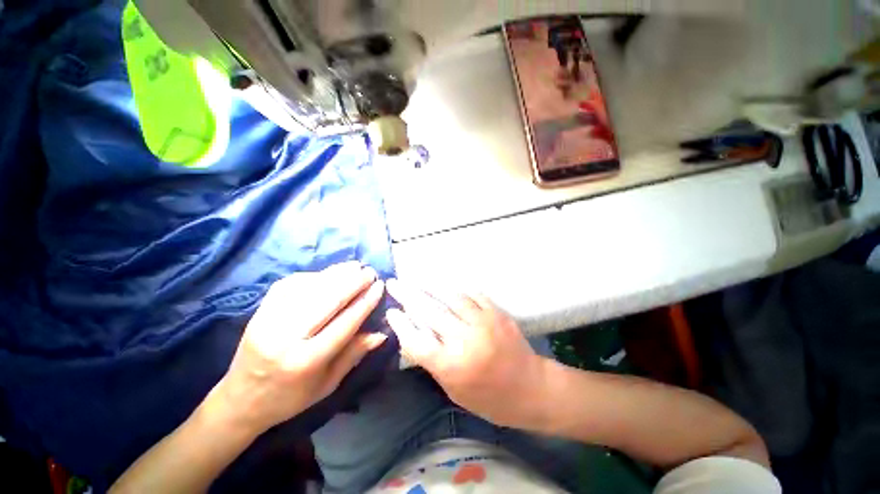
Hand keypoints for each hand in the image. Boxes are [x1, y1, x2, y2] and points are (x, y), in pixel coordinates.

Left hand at [206, 262, 387, 436]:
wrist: (240, 400)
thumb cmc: (290, 398)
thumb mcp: (328, 384)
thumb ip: (354, 354)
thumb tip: (381, 333)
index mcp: (306, 361)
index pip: (345, 323)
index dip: (365, 302)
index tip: (380, 286)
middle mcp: (285, 338)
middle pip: (328, 301)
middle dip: (353, 282)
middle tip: (370, 272)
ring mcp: (268, 321)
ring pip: (309, 289)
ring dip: (335, 274)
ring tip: (354, 266)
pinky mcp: (258, 312)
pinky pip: (289, 285)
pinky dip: (312, 276)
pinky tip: (327, 273)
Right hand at [385, 280, 548, 427]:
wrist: (531, 388)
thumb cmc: (490, 398)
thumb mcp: (454, 390)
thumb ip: (433, 361)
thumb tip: (413, 335)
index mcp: (452, 366)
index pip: (416, 340)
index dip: (401, 324)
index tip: (391, 311)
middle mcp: (465, 340)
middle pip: (429, 312)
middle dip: (407, 295)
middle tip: (394, 283)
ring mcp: (483, 322)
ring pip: (450, 297)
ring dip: (430, 286)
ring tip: (416, 280)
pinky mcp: (496, 313)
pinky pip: (472, 295)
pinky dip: (456, 289)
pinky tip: (445, 285)